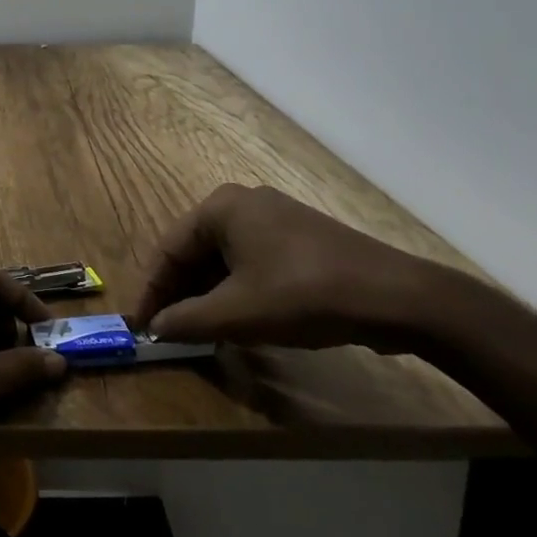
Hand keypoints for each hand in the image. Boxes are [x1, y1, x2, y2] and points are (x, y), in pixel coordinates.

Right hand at [131, 184, 439, 350]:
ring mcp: (275, 218)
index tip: (141, 327)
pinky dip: (237, 290)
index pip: (169, 249)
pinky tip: (239, 321)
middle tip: (169, 333)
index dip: (152, 291)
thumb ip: (187, 320)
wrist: (395, 297)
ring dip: (208, 295)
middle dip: (181, 294)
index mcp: (220, 207)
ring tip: (200, 333)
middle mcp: (243, 203)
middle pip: (196, 251)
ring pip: (224, 259)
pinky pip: (252, 262)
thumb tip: (155, 328)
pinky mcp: (299, 239)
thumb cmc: (302, 295)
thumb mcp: (237, 313)